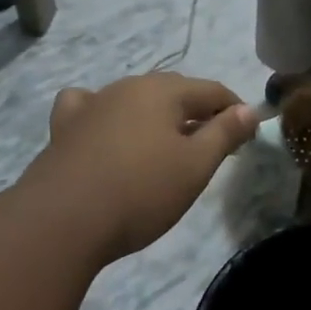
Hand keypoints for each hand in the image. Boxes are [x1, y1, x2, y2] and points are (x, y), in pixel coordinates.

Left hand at [31, 73, 256, 260]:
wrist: (61, 222)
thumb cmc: (140, 192)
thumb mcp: (196, 166)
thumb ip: (225, 133)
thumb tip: (249, 109)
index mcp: (163, 91)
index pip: (212, 90)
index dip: (235, 110)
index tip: (247, 137)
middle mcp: (126, 87)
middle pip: (174, 92)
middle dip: (199, 114)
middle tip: (214, 147)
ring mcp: (91, 106)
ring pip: (135, 100)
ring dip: (157, 117)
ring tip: (167, 147)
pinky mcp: (64, 129)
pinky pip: (90, 108)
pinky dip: (106, 115)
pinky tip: (106, 130)